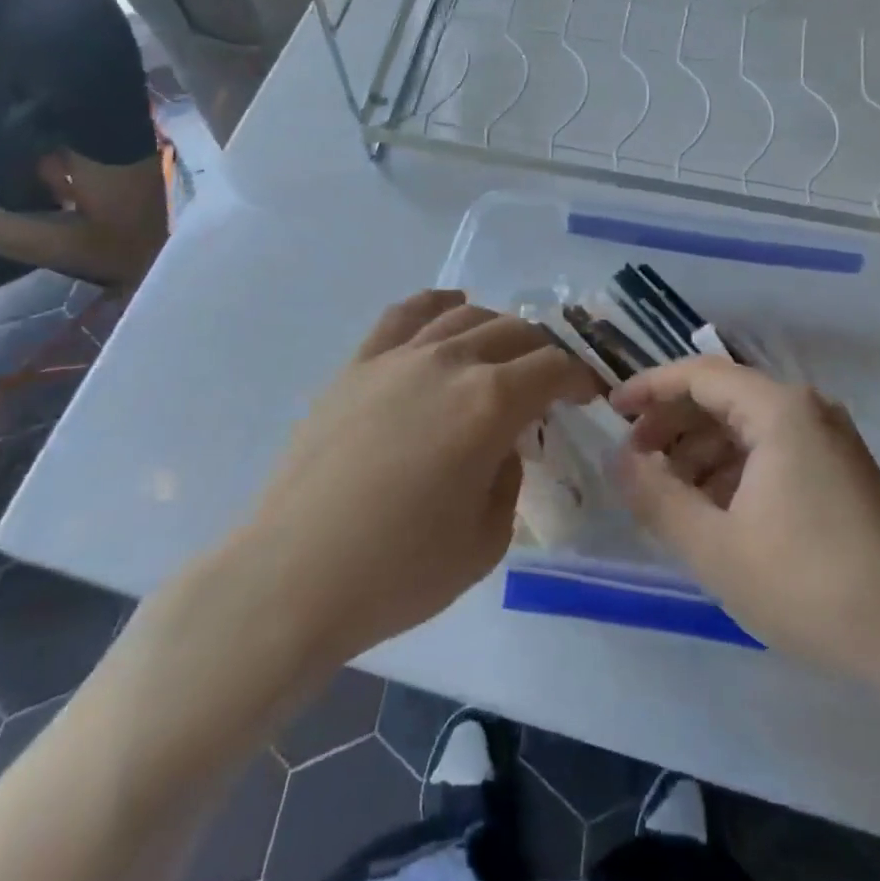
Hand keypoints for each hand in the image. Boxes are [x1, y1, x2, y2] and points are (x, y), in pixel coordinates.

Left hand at [236, 290, 601, 670]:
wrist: (294, 576)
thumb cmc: (399, 571)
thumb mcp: (486, 541)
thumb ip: (508, 479)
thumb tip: (500, 446)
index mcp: (490, 402)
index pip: (552, 368)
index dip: (579, 377)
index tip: (586, 395)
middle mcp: (450, 363)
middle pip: (514, 333)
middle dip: (543, 352)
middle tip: (548, 381)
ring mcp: (399, 357)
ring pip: (464, 317)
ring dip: (497, 327)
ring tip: (505, 350)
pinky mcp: (357, 365)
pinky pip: (404, 315)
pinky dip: (437, 304)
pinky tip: (450, 309)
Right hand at [612, 358, 879, 692]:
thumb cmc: (809, 586)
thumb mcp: (715, 546)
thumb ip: (656, 496)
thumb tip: (620, 460)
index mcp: (780, 410)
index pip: (699, 375)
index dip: (649, 387)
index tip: (611, 411)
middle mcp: (807, 411)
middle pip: (723, 397)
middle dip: (672, 424)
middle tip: (635, 460)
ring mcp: (829, 441)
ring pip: (746, 427)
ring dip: (700, 452)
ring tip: (668, 494)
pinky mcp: (841, 473)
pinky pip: (772, 452)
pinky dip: (733, 470)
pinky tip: (713, 510)